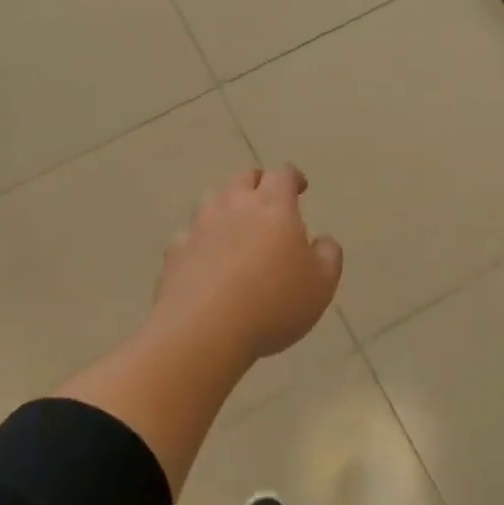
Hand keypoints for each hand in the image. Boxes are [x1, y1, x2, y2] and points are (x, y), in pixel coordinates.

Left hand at [153, 167, 342, 364]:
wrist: (205, 330)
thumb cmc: (273, 302)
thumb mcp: (322, 284)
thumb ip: (328, 255)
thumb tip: (322, 241)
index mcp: (273, 206)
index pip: (283, 175)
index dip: (293, 177)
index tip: (300, 187)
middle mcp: (234, 205)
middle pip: (243, 178)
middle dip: (257, 182)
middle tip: (266, 198)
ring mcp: (200, 226)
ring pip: (212, 201)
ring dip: (226, 207)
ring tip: (235, 227)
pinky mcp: (175, 251)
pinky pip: (189, 237)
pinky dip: (200, 241)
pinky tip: (205, 261)